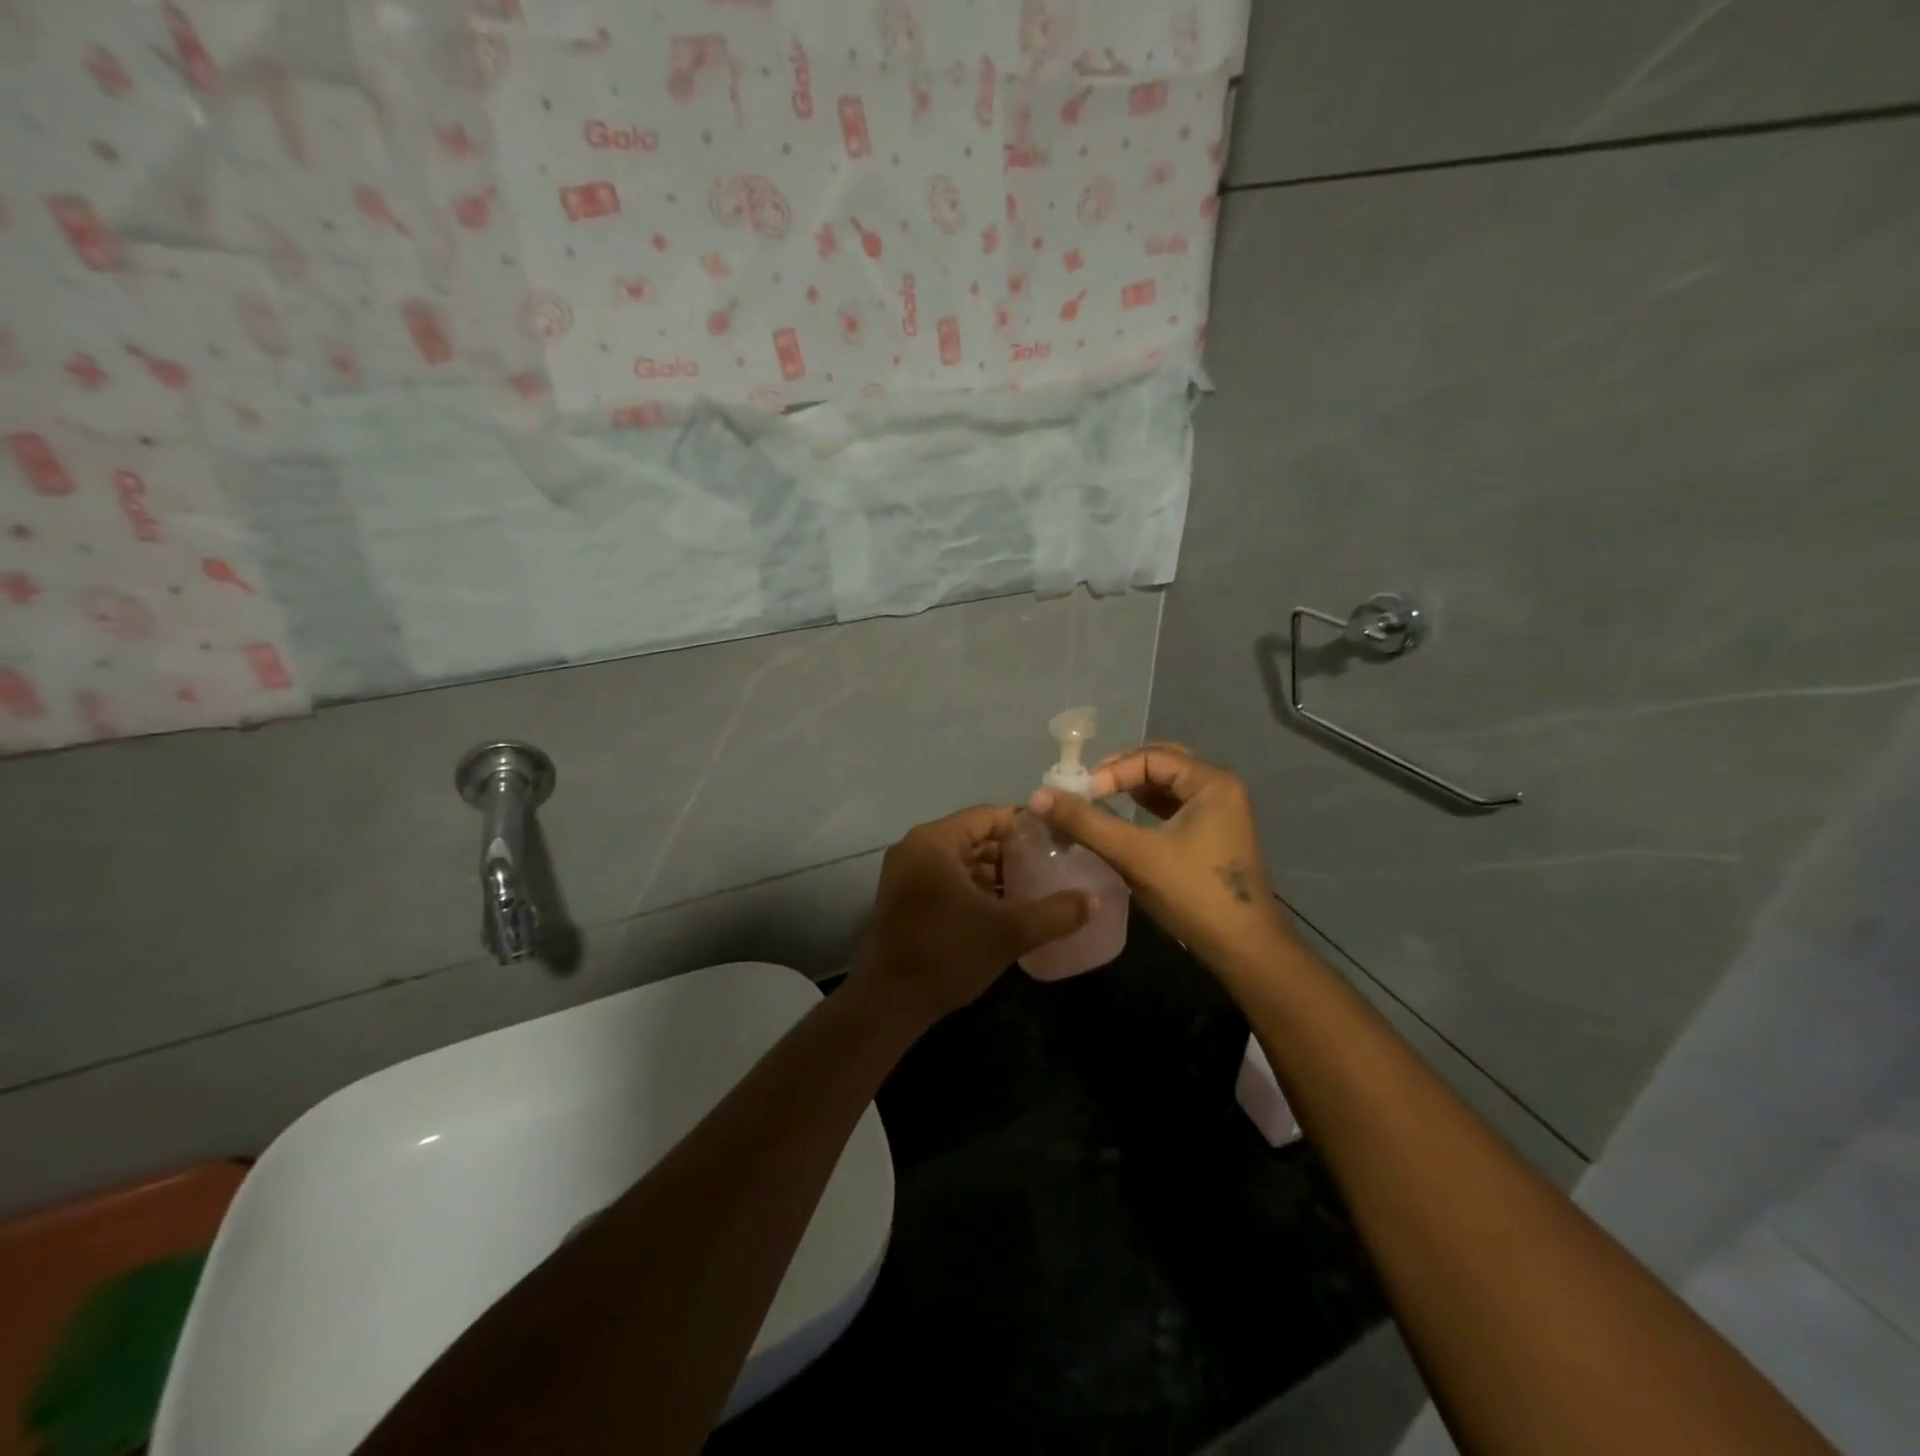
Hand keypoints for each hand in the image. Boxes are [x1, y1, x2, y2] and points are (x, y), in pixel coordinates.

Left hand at [848, 805, 1092, 1026]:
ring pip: (959, 859)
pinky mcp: (903, 896)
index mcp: (936, 841)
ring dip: (992, 871)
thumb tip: (1095, 901)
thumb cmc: (948, 953)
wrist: (890, 1000)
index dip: (1025, 826)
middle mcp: (915, 846)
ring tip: (1032, 886)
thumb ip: (1055, 913)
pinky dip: (972, 885)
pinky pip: (945, 877)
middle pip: (974, 836)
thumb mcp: (1009, 932)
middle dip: (1011, 851)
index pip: (989, 816)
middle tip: (1049, 865)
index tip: (1056, 841)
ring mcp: (905, 872)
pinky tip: (1001, 906)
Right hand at [1028, 745, 1293, 968]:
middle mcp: (1219, 789)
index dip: (1111, 771)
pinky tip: (1121, 821)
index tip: (1080, 794)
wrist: (1243, 949)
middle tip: (1087, 789)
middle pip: (1160, 764)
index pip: (1150, 757)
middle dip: (1120, 773)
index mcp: (1211, 782)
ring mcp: (1218, 813)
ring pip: (1166, 786)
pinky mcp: (1212, 836)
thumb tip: (1037, 795)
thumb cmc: (1193, 894)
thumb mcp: (1134, 854)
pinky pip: (1172, 808)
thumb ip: (1085, 822)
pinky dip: (1144, 808)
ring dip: (1131, 790)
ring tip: (1097, 802)